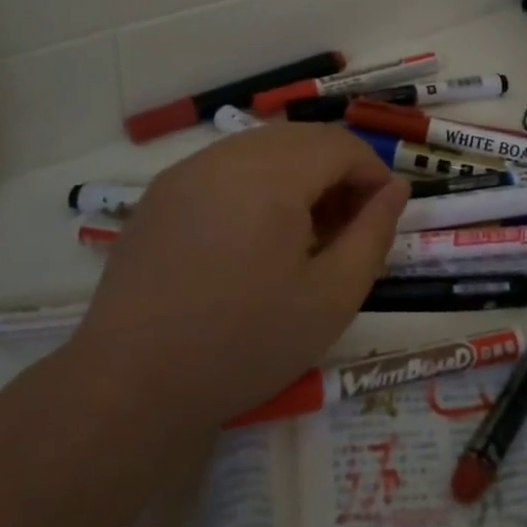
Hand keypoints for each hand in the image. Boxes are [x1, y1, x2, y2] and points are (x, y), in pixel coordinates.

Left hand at [65, 124, 407, 430]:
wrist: (130, 388)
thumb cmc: (244, 344)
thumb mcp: (332, 297)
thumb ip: (374, 233)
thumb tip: (396, 189)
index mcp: (272, 175)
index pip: (341, 145)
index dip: (372, 174)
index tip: (380, 217)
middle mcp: (228, 156)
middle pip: (303, 139)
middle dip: (337, 172)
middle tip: (345, 228)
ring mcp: (188, 171)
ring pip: (264, 148)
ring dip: (298, 175)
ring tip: (302, 233)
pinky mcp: (161, 194)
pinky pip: (226, 166)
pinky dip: (257, 183)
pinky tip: (253, 237)